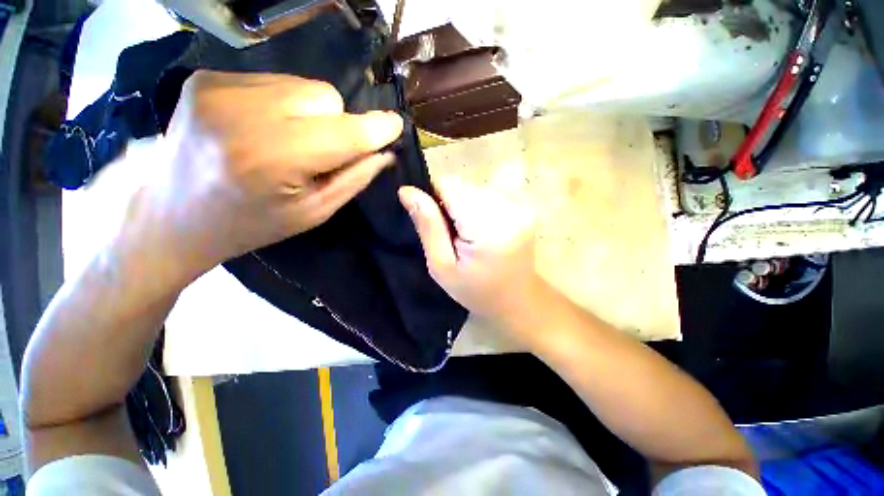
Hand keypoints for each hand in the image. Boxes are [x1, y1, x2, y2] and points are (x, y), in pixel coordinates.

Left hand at [125, 71, 402, 281]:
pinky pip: (275, 81)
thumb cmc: (252, 224)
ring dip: (312, 113)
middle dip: (337, 124)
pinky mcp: (207, 77)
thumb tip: (385, 152)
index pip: (344, 132)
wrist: (173, 215)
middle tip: (320, 152)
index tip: (395, 126)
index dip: (376, 128)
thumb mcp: (313, 213)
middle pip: (327, 97)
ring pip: (304, 85)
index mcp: (272, 159)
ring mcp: (218, 87)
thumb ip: (353, 179)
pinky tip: (265, 127)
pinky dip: (284, 104)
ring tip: (289, 140)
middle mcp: (243, 113)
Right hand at [399, 180, 541, 331]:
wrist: (517, 301)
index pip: (449, 185)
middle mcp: (507, 209)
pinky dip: (478, 210)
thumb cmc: (476, 291)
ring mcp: (519, 207)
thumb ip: (428, 226)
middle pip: (462, 187)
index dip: (433, 197)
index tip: (434, 222)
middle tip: (452, 237)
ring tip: (468, 237)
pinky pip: (488, 197)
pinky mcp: (523, 208)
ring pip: (474, 190)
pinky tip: (482, 233)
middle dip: (450, 205)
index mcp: (486, 227)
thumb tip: (406, 191)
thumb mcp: (442, 266)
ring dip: (464, 208)